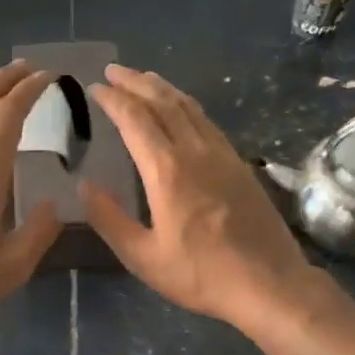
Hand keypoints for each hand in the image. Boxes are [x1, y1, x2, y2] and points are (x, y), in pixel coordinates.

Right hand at [81, 65, 312, 331]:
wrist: (270, 284)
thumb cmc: (201, 274)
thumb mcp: (143, 257)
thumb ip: (110, 219)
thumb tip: (84, 186)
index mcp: (167, 170)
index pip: (135, 119)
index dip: (113, 99)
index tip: (95, 87)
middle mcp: (195, 151)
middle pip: (163, 102)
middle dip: (135, 82)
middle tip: (113, 70)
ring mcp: (222, 154)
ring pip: (189, 107)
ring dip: (162, 87)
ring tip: (143, 77)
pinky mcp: (239, 163)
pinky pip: (207, 121)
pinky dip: (186, 105)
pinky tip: (182, 108)